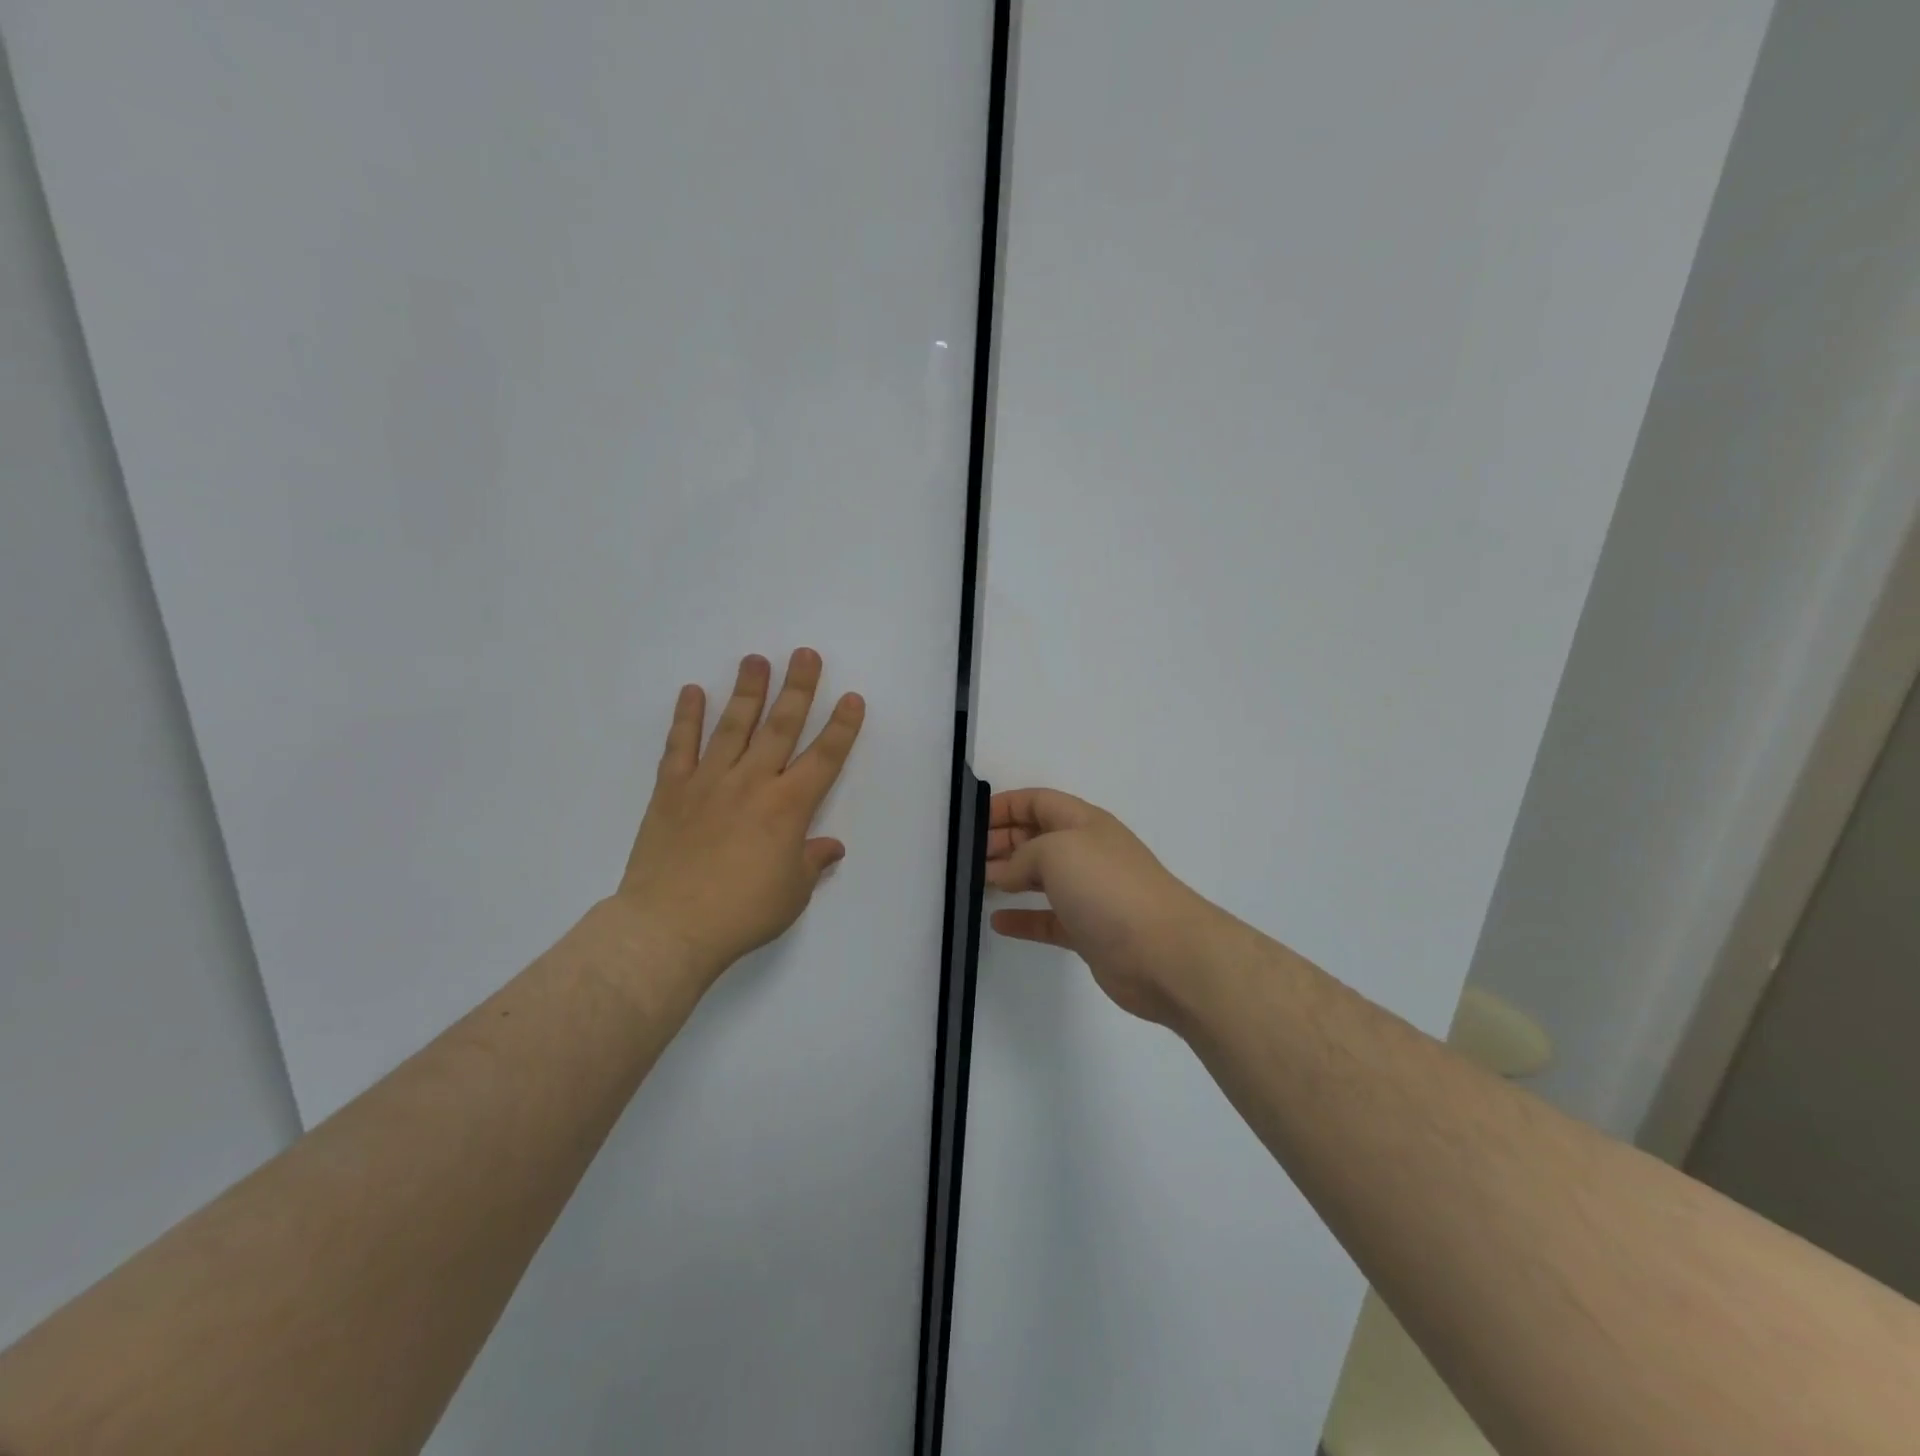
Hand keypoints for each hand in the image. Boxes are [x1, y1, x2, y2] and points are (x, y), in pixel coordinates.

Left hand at [616, 650, 864, 981]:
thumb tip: (830, 847)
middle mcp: (752, 783)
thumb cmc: (742, 913)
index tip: (852, 698)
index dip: (841, 727)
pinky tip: (692, 692)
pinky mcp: (671, 790)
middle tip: (805, 654)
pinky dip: (686, 718)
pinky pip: (680, 746)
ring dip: (747, 691)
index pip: (824, 758)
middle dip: (797, 689)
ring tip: (755, 659)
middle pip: (780, 727)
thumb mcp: (792, 893)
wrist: (669, 927)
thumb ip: (812, 861)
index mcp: (788, 807)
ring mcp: (708, 782)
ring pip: (732, 726)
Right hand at [984, 788, 1223, 1024]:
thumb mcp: (1056, 851)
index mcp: (1083, 823)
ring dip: (1008, 877)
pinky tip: (997, 922)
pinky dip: (1023, 918)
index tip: (970, 821)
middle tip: (966, 857)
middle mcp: (1087, 853)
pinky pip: (1048, 919)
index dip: (1005, 805)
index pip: (1038, 801)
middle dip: (1002, 841)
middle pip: (1037, 837)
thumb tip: (1006, 874)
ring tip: (974, 883)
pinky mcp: (1089, 932)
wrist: (1163, 952)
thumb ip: (1022, 856)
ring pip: (1041, 878)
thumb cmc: (1108, 888)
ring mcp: (1090, 894)